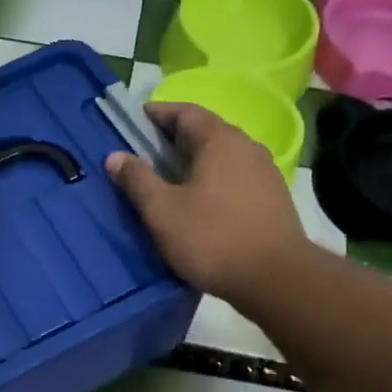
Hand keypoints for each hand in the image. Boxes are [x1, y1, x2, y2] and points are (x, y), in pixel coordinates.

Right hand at [107, 101, 312, 307]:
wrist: (276, 279)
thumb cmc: (212, 239)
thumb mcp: (162, 211)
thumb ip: (137, 180)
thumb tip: (115, 156)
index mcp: (219, 141)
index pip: (185, 112)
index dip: (158, 113)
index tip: (136, 121)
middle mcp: (247, 146)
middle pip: (206, 131)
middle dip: (175, 138)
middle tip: (147, 153)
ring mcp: (265, 171)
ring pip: (222, 155)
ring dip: (195, 160)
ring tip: (171, 179)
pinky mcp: (273, 197)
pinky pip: (235, 176)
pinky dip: (213, 178)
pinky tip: (201, 202)